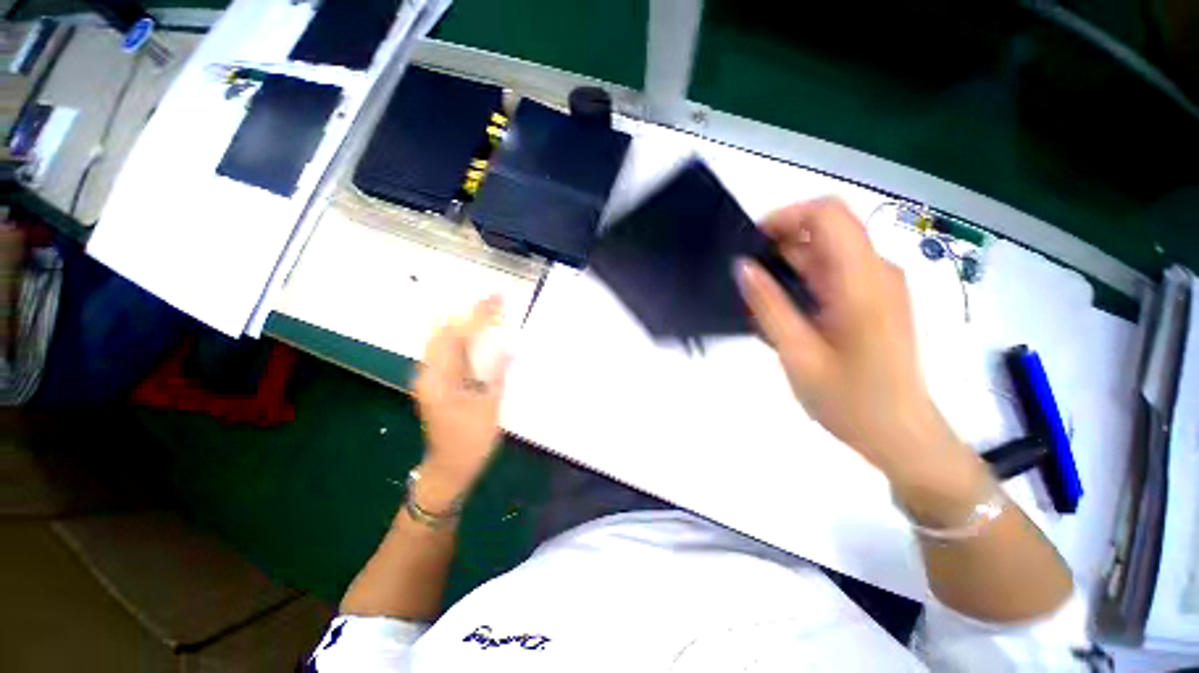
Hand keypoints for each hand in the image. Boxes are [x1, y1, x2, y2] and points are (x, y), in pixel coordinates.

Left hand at [413, 296, 508, 509]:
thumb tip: (510, 346)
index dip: (477, 315)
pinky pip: (448, 353)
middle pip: (444, 332)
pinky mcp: (436, 384)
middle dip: (468, 315)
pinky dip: (463, 340)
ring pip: (444, 341)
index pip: (457, 336)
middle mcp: (428, 374)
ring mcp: (430, 379)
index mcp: (439, 379)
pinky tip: (478, 338)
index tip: (495, 298)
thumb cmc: (470, 442)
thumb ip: (498, 373)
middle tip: (492, 303)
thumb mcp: (490, 407)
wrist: (449, 470)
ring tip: (488, 314)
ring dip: (465, 325)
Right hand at [737, 199, 984, 503]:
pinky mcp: (873, 300)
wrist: (901, 435)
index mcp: (862, 281)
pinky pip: (832, 275)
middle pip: (824, 231)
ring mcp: (877, 285)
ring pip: (825, 254)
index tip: (751, 245)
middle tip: (748, 282)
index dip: (785, 216)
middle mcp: (876, 272)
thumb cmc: (850, 400)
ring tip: (759, 303)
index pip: (827, 213)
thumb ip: (768, 306)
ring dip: (787, 269)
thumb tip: (743, 266)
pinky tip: (783, 315)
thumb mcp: (797, 353)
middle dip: (780, 247)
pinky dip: (802, 283)